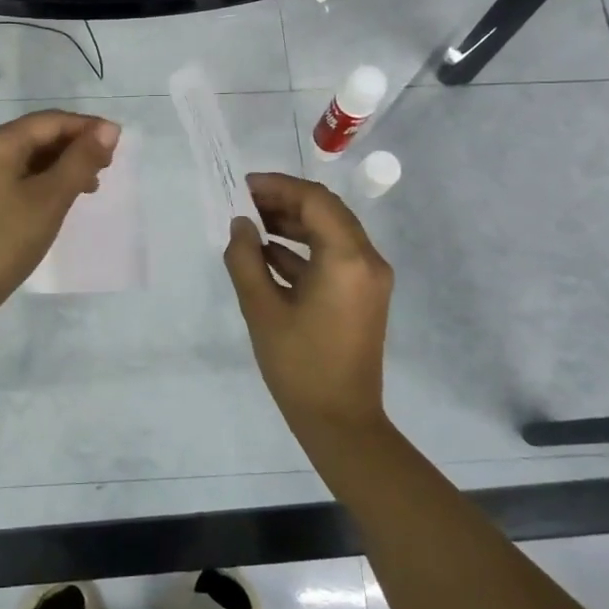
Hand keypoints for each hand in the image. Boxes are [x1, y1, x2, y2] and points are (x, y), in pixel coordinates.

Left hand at [0, 109, 120, 316]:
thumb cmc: (6, 240)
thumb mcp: (51, 198)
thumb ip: (82, 160)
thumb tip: (109, 129)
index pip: (51, 121)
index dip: (87, 127)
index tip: (117, 142)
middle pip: (36, 135)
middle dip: (74, 147)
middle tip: (106, 167)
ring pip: (25, 156)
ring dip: (59, 165)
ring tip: (89, 185)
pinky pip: (13, 174)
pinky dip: (40, 179)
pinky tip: (57, 197)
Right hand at [222, 173, 393, 442]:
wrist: (341, 421)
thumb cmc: (299, 365)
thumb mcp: (262, 309)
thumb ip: (245, 259)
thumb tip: (240, 224)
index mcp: (347, 258)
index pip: (315, 200)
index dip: (278, 186)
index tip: (243, 187)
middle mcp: (367, 260)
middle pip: (326, 211)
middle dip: (284, 201)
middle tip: (244, 203)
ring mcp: (369, 278)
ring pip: (331, 232)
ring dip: (293, 223)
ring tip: (251, 224)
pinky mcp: (363, 294)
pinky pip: (334, 256)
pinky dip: (304, 249)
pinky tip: (268, 253)